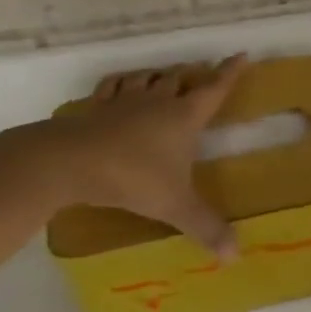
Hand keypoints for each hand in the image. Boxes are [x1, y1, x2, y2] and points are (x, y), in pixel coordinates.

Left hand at [54, 56, 247, 259]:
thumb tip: (235, 256)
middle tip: (200, 75)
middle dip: (192, 75)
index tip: (240, 55)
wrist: (70, 162)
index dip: (229, 72)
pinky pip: (112, 87)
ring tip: (164, 79)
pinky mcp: (95, 108)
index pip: (214, 89)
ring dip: (158, 76)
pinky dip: (121, 84)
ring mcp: (123, 101)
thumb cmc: (132, 177)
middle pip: (179, 78)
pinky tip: (120, 88)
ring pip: (147, 77)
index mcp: (183, 117)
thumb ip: (205, 228)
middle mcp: (157, 101)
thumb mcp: (174, 206)